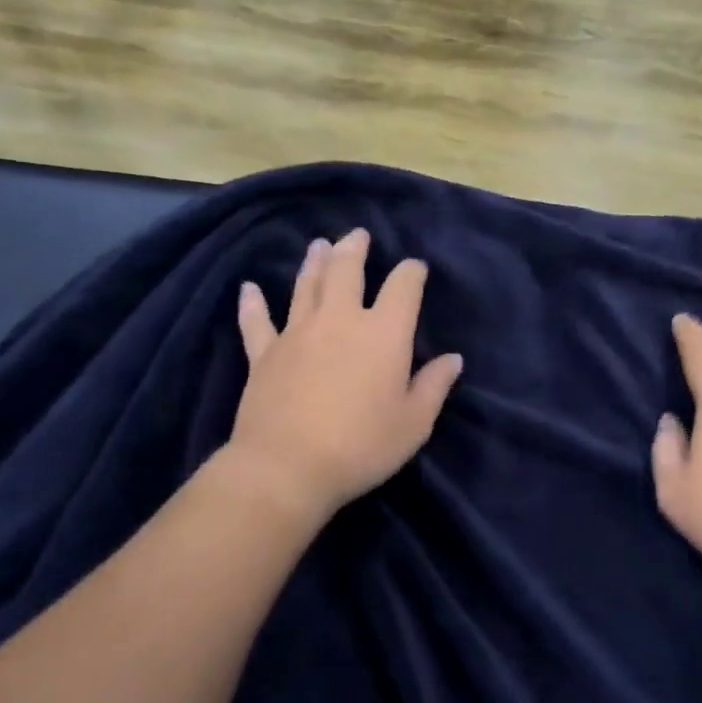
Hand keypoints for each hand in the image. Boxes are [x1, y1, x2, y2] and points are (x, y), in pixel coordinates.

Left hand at [227, 228, 462, 522]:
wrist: (287, 467)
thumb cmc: (361, 446)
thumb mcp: (413, 423)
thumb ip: (434, 386)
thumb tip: (453, 359)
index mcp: (383, 333)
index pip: (403, 287)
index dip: (411, 272)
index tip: (415, 268)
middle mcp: (340, 320)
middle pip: (347, 271)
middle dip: (355, 249)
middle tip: (358, 235)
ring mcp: (297, 333)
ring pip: (306, 286)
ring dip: (314, 262)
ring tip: (319, 245)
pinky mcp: (264, 354)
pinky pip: (257, 322)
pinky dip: (252, 304)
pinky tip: (248, 288)